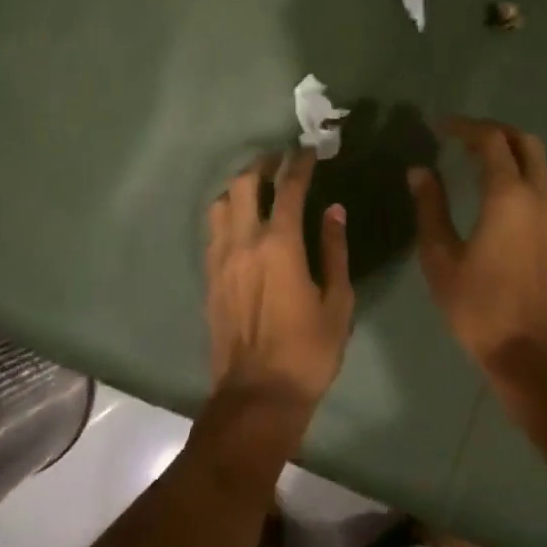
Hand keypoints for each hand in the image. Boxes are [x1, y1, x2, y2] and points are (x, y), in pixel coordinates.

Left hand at [206, 150, 355, 411]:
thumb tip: (334, 211)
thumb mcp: (337, 302)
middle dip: (263, 165)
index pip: (288, 189)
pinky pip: (213, 230)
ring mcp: (220, 259)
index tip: (308, 151)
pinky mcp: (209, 277)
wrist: (257, 395)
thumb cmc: (307, 351)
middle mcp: (244, 242)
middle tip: (280, 159)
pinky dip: (227, 213)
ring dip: (239, 186)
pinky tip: (241, 221)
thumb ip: (334, 250)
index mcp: (280, 245)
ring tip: (257, 186)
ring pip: (220, 203)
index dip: (299, 165)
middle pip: (244, 184)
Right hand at [409, 117, 546, 367]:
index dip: (463, 127)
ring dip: (508, 151)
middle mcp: (538, 196)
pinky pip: (540, 184)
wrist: (531, 352)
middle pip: (524, 142)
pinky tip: (491, 192)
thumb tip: (419, 171)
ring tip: (472, 160)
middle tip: (460, 137)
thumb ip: (430, 207)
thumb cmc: (478, 306)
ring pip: (537, 162)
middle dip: (493, 132)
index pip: (490, 141)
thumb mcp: (440, 257)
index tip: (438, 128)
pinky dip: (517, 172)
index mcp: (508, 196)